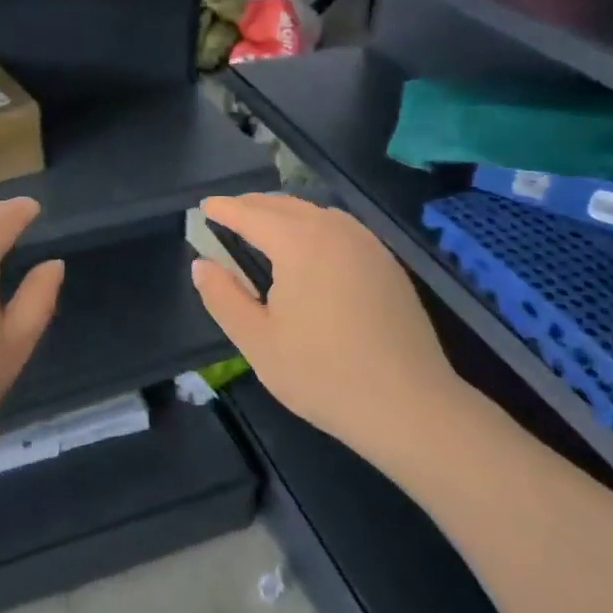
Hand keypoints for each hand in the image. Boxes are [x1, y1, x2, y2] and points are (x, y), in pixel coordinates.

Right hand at [192, 194, 455, 460]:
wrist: (410, 406)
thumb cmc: (323, 374)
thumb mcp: (258, 341)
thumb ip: (223, 297)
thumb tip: (201, 265)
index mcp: (299, 243)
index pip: (251, 214)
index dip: (225, 209)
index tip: (205, 205)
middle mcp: (335, 231)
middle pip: (286, 205)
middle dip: (253, 205)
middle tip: (228, 212)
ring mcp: (367, 245)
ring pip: (317, 213)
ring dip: (285, 212)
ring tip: (264, 225)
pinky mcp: (387, 264)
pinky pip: (341, 228)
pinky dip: (314, 225)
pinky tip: (310, 247)